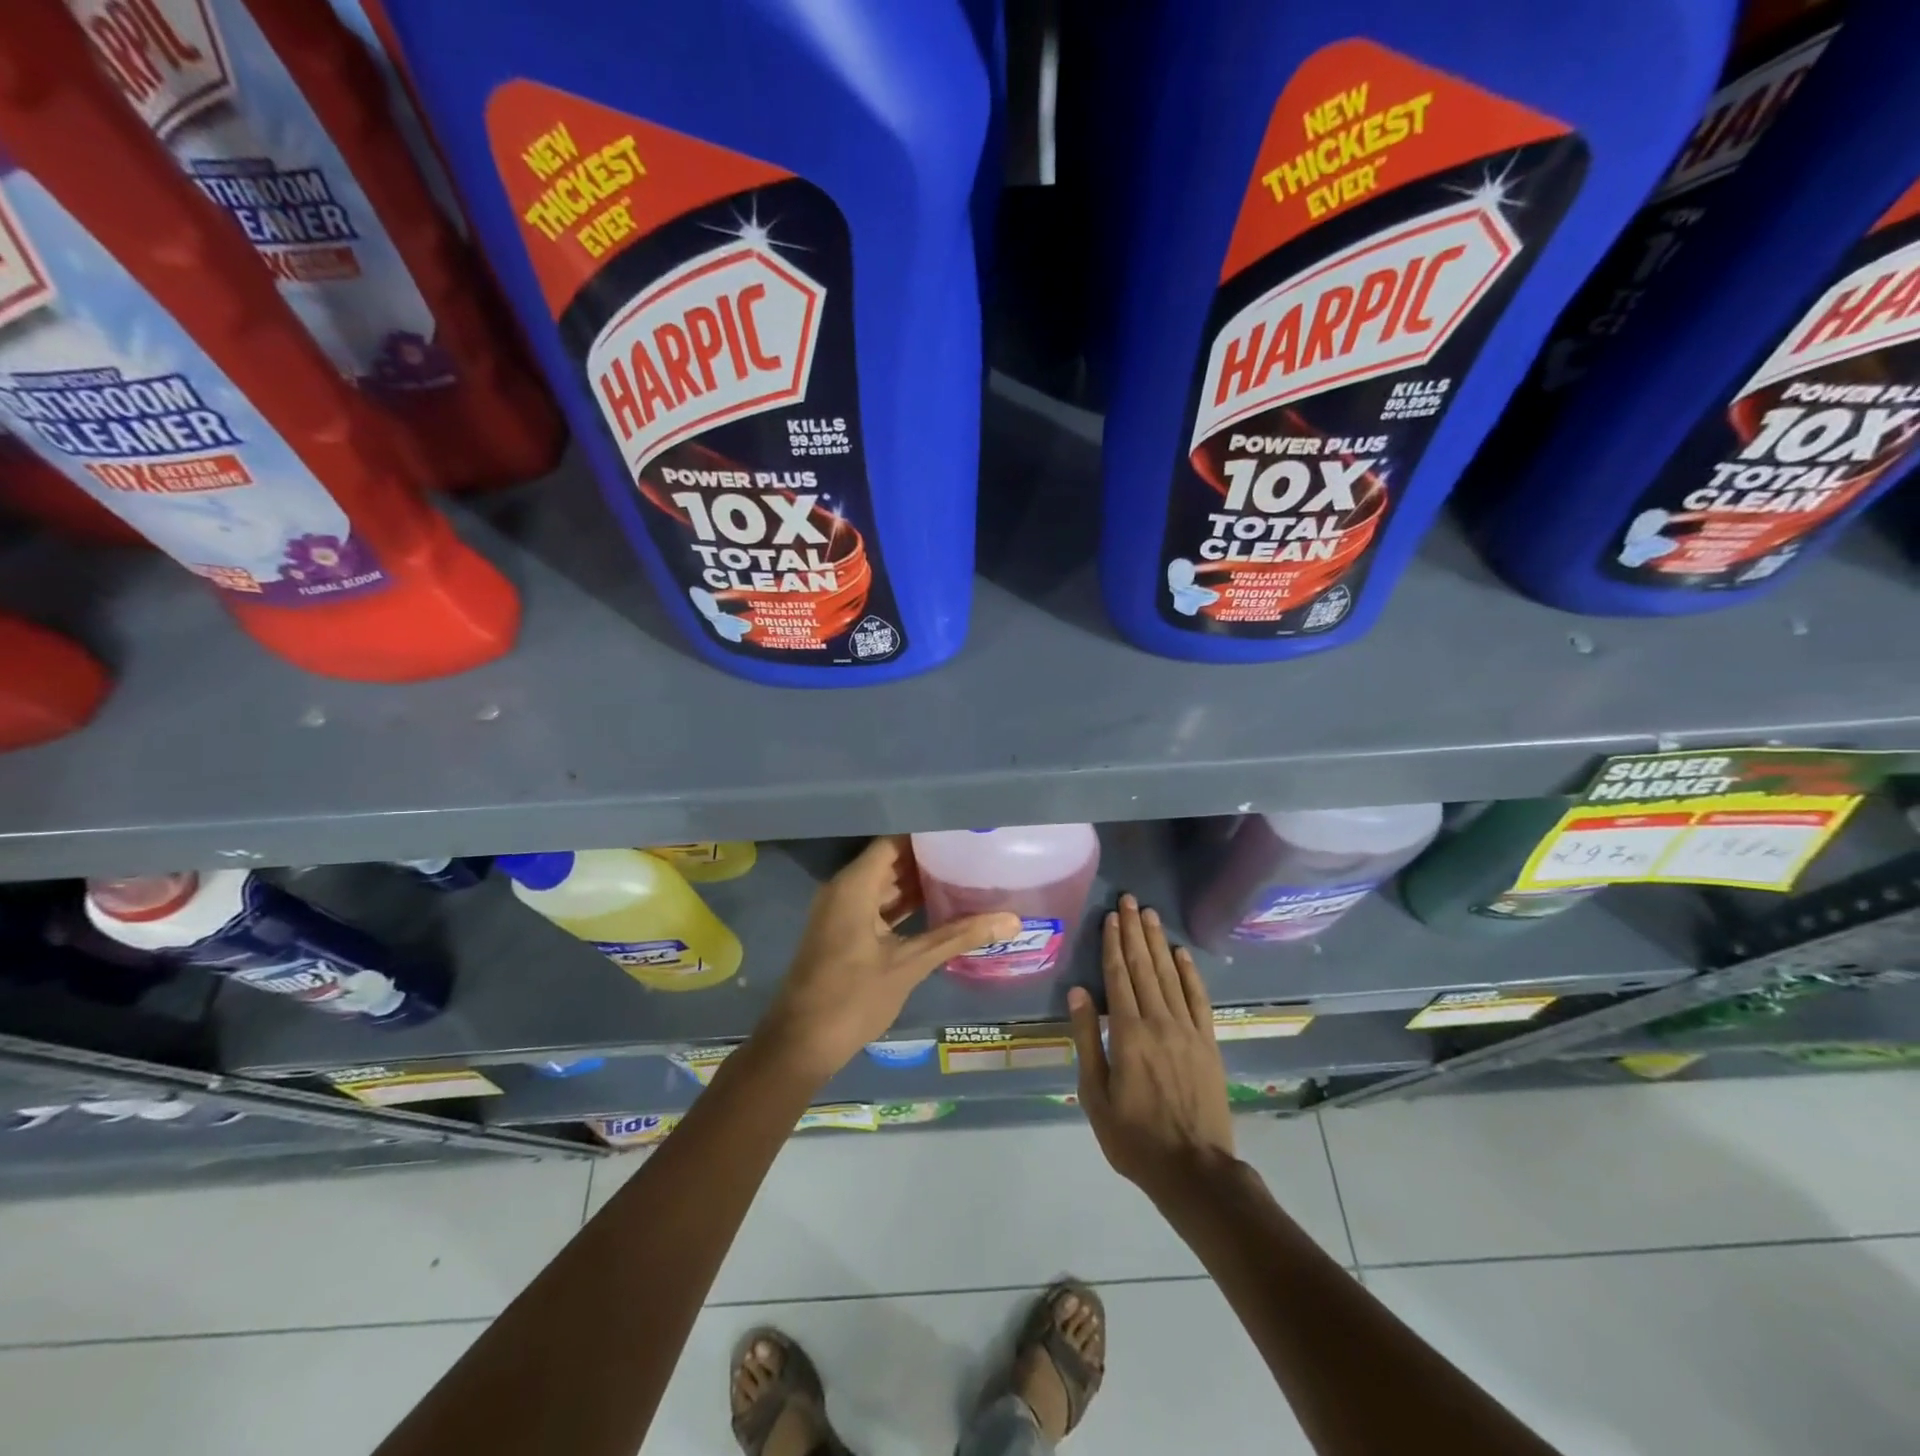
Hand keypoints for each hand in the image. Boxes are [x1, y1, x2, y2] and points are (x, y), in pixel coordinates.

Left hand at [755, 836, 1019, 1083]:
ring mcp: (841, 912)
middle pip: (890, 860)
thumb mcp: (909, 965)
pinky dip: (904, 904)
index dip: (926, 834)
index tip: (961, 830)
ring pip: (884, 884)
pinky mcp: (844, 933)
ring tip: (963, 874)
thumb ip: (957, 937)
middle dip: (927, 857)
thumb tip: (1011, 920)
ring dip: (917, 882)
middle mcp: (844, 890)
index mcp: (853, 886)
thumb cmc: (852, 998)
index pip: (893, 842)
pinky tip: (939, 907)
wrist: (801, 1045)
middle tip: (971, 851)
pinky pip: (877, 905)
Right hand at [1068, 895, 1235, 1202]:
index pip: (1118, 976)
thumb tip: (1078, 992)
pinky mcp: (1208, 1043)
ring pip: (1170, 975)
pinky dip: (1189, 973)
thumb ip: (1087, 1039)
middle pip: (1143, 967)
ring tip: (1150, 915)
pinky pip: (1198, 999)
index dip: (1113, 943)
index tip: (1111, 916)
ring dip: (1158, 943)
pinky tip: (1181, 953)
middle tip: (1130, 900)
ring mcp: (1188, 1030)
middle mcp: (1158, 1021)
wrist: (1194, 1169)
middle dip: (1134, 931)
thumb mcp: (1095, 1094)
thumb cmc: (1134, 1137)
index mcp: (1127, 1033)